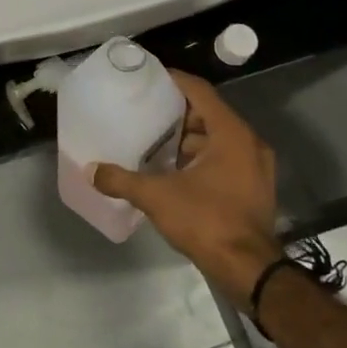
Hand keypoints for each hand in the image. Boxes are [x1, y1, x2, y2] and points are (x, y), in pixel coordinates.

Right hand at [91, 71, 279, 300]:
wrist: (247, 270)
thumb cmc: (206, 220)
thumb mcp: (157, 197)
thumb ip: (122, 180)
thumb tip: (91, 170)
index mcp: (231, 133)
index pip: (200, 92)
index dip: (174, 81)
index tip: (149, 77)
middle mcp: (249, 143)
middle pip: (210, 114)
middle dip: (177, 113)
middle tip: (145, 112)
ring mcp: (255, 168)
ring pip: (218, 140)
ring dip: (189, 139)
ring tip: (154, 142)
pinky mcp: (253, 189)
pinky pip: (225, 160)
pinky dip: (201, 159)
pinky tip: (173, 171)